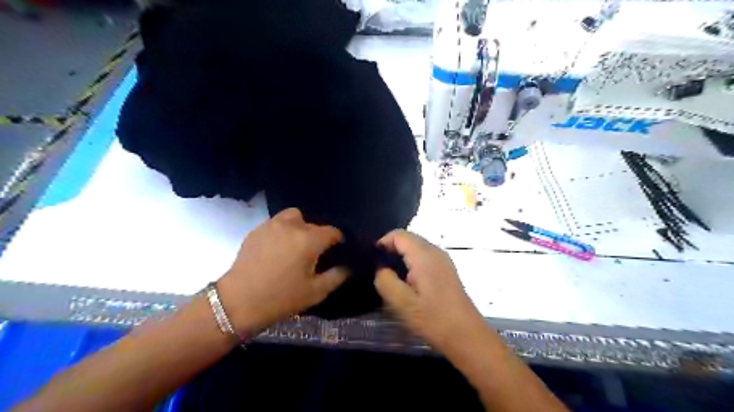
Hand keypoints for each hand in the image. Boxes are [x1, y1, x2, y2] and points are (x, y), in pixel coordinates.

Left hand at [216, 210, 347, 335]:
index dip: (339, 241)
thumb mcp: (316, 292)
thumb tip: (348, 266)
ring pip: (293, 217)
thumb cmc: (281, 298)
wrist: (238, 303)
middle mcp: (292, 226)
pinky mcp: (256, 231)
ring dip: (299, 227)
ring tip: (295, 245)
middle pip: (313, 224)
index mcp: (310, 239)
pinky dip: (282, 231)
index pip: (333, 232)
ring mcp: (271, 225)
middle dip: (318, 236)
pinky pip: (276, 223)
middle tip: (314, 254)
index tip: (338, 252)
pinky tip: (277, 249)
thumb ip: (337, 276)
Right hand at [373, 231, 486, 351]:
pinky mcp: (447, 270)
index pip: (399, 235)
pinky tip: (408, 283)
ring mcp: (443, 260)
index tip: (372, 260)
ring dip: (401, 257)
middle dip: (391, 249)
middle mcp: (435, 252)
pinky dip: (412, 263)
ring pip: (417, 248)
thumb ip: (385, 281)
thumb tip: (380, 268)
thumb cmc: (433, 319)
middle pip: (408, 239)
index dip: (382, 242)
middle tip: (378, 270)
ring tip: (391, 277)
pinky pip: (425, 257)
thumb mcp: (402, 303)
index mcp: (424, 255)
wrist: (467, 335)